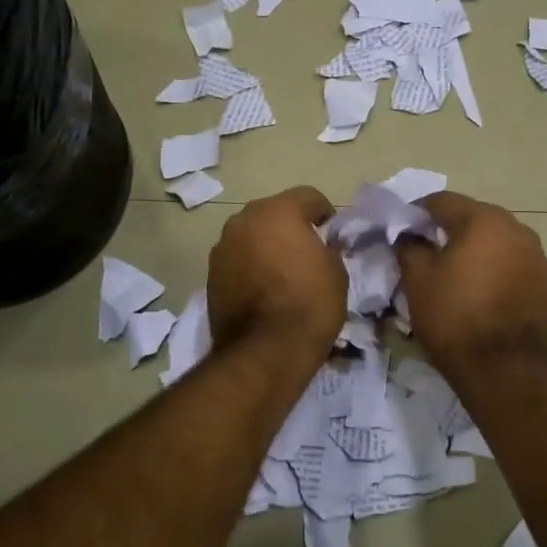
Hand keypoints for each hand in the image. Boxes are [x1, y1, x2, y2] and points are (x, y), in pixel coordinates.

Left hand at [207, 186, 346, 357]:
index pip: (307, 196)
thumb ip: (328, 249)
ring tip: (281, 271)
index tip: (332, 232)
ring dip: (265, 245)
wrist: (265, 351)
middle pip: (273, 212)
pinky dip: (249, 266)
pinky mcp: (210, 274)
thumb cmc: (309, 304)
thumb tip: (322, 246)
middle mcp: (244, 220)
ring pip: (250, 235)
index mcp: (278, 211)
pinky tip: (263, 289)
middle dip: (290, 226)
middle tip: (306, 250)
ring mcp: (222, 247)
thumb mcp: (336, 273)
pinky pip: (237, 260)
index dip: (324, 212)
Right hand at [395, 191, 546, 374]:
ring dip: (476, 250)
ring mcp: (538, 257)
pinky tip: (482, 293)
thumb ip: (409, 247)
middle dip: (449, 230)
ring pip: (498, 242)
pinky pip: (514, 265)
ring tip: (456, 275)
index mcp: (484, 220)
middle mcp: (518, 229)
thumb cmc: (455, 318)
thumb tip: (408, 235)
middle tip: (427, 252)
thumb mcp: (417, 281)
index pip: (443, 201)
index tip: (402, 230)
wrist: (505, 370)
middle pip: (474, 218)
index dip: (417, 213)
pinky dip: (496, 270)